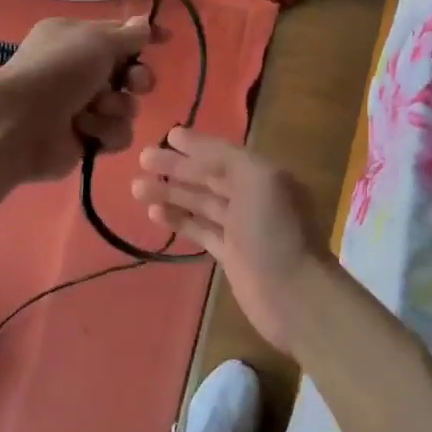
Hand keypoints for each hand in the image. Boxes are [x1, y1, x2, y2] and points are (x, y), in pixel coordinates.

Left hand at [0, 16, 155, 183]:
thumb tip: (145, 23)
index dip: (143, 38)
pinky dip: (105, 131)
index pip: (118, 35)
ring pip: (126, 107)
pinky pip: (117, 134)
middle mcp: (79, 71)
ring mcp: (82, 107)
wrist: (22, 123)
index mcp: (75, 39)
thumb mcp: (97, 40)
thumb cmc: (59, 71)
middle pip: (128, 74)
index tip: (166, 40)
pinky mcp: (86, 139)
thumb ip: (128, 35)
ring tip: (94, 109)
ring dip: (115, 108)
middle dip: (136, 79)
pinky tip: (87, 131)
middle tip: (132, 83)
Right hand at [131, 129, 335, 353]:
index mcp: (265, 176)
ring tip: (137, 188)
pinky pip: (200, 230)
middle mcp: (254, 197)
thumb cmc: (276, 232)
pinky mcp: (231, 255)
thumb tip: (191, 144)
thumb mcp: (257, 180)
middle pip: (209, 177)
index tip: (167, 136)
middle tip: (142, 159)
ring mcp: (242, 228)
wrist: (294, 295)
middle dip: (177, 167)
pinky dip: (179, 220)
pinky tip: (155, 214)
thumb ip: (224, 158)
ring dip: (171, 193)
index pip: (224, 154)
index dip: (196, 145)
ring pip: (201, 203)